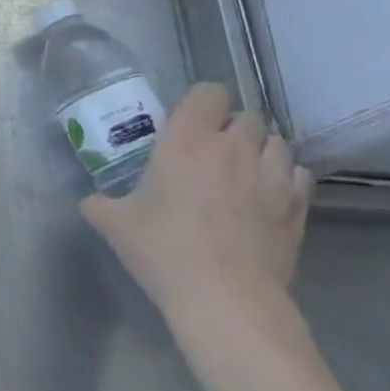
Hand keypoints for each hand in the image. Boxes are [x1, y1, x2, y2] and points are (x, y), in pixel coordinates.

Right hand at [80, 84, 312, 327]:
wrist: (224, 298)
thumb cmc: (163, 250)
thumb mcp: (115, 225)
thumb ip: (100, 204)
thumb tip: (90, 201)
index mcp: (186, 140)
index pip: (208, 93)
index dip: (201, 102)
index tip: (188, 123)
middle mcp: (233, 147)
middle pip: (247, 116)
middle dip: (232, 128)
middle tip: (213, 152)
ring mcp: (271, 176)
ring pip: (278, 142)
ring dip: (262, 150)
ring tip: (245, 171)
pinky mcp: (297, 207)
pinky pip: (299, 175)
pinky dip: (287, 178)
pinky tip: (270, 197)